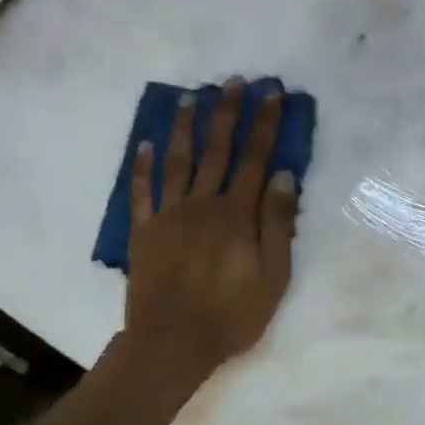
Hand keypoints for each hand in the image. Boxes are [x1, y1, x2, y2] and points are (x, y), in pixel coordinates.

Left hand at [126, 80, 299, 376]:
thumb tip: (282, 175)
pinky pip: (142, 192)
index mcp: (236, 214)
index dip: (265, 124)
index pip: (255, 158)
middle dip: (227, 113)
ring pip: (177, 161)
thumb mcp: (273, 274)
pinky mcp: (144, 232)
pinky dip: (143, 167)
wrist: (171, 343)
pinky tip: (145, 144)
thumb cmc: (232, 314)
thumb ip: (277, 223)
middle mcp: (202, 204)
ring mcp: (168, 215)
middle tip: (233, 81)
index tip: (272, 94)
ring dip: (184, 127)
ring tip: (190, 97)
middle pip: (217, 150)